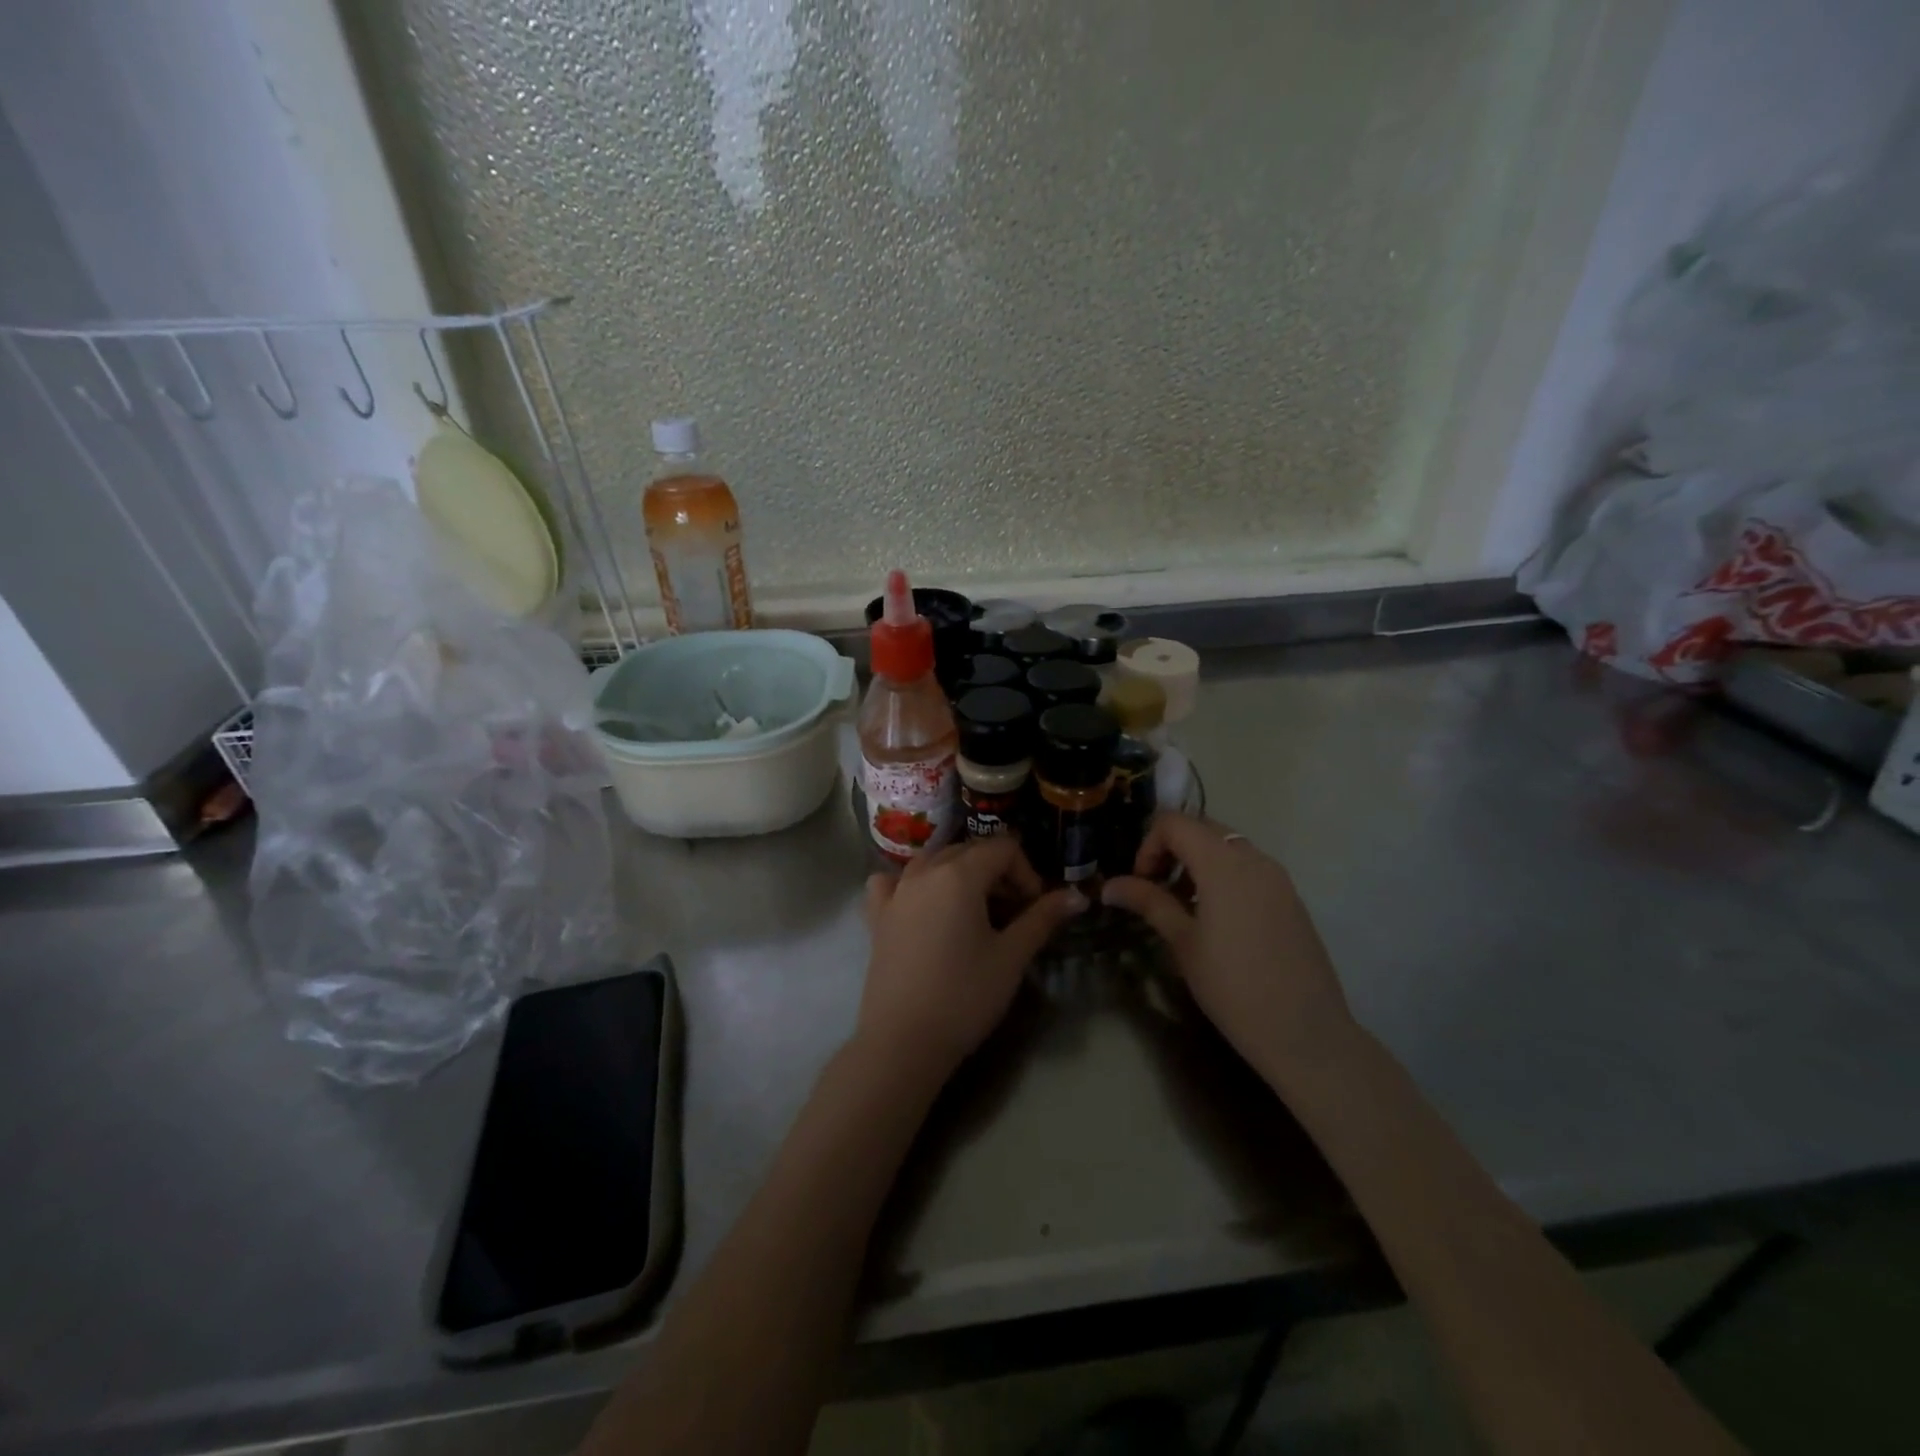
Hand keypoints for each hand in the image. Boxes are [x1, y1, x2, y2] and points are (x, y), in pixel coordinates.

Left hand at [858, 838, 1086, 1079]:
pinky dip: (912, 884)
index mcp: (959, 874)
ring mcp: (896, 892)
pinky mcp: (877, 916)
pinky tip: (922, 905)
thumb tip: (1077, 895)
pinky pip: (893, 883)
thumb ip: (1042, 918)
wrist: (903, 1041)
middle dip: (997, 873)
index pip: (1003, 848)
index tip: (1035, 909)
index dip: (1027, 873)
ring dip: (960, 875)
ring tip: (975, 912)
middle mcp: (924, 871)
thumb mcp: (1012, 956)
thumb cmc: (965, 996)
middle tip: (1013, 914)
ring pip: (934, 861)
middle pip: (969, 851)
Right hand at [1101, 814, 1357, 1084]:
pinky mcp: (1291, 899)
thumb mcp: (1182, 943)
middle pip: (1202, 829)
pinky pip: (1249, 869)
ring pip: (1228, 847)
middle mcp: (1254, 859)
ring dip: (1197, 862)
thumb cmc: (1233, 986)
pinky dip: (1223, 876)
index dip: (1148, 845)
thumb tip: (1110, 885)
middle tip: (1155, 889)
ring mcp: (1278, 878)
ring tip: (1183, 907)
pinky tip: (1216, 920)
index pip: (1175, 823)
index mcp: (1223, 864)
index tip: (1141, 883)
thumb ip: (1148, 902)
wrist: (1305, 1033)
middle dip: (1172, 849)